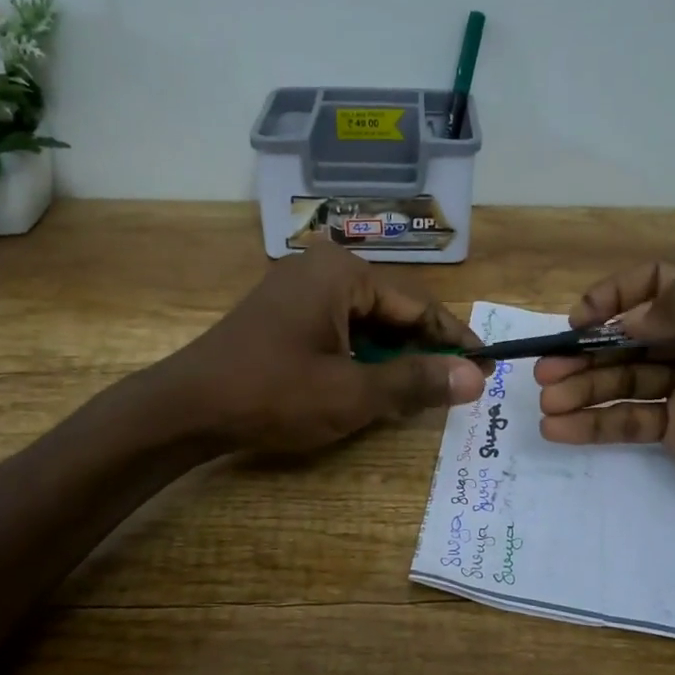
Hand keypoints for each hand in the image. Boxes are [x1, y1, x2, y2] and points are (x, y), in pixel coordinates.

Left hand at [162, 245, 488, 452]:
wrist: (187, 407)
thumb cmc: (273, 394)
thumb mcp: (352, 393)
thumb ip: (415, 381)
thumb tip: (474, 377)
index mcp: (342, 273)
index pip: (418, 305)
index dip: (454, 339)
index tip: (487, 365)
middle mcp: (321, 268)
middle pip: (391, 310)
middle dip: (423, 348)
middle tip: (459, 382)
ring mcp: (297, 288)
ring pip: (364, 321)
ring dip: (392, 354)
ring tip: (424, 386)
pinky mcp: (281, 311)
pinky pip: (337, 327)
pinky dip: (360, 354)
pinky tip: (375, 380)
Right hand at [533, 253, 674, 559]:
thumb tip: (631, 320)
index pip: (659, 283)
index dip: (616, 295)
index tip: (582, 321)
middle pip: (630, 336)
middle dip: (585, 351)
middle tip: (545, 371)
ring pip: (622, 378)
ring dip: (580, 388)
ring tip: (546, 404)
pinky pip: (628, 418)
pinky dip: (592, 422)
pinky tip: (559, 429)